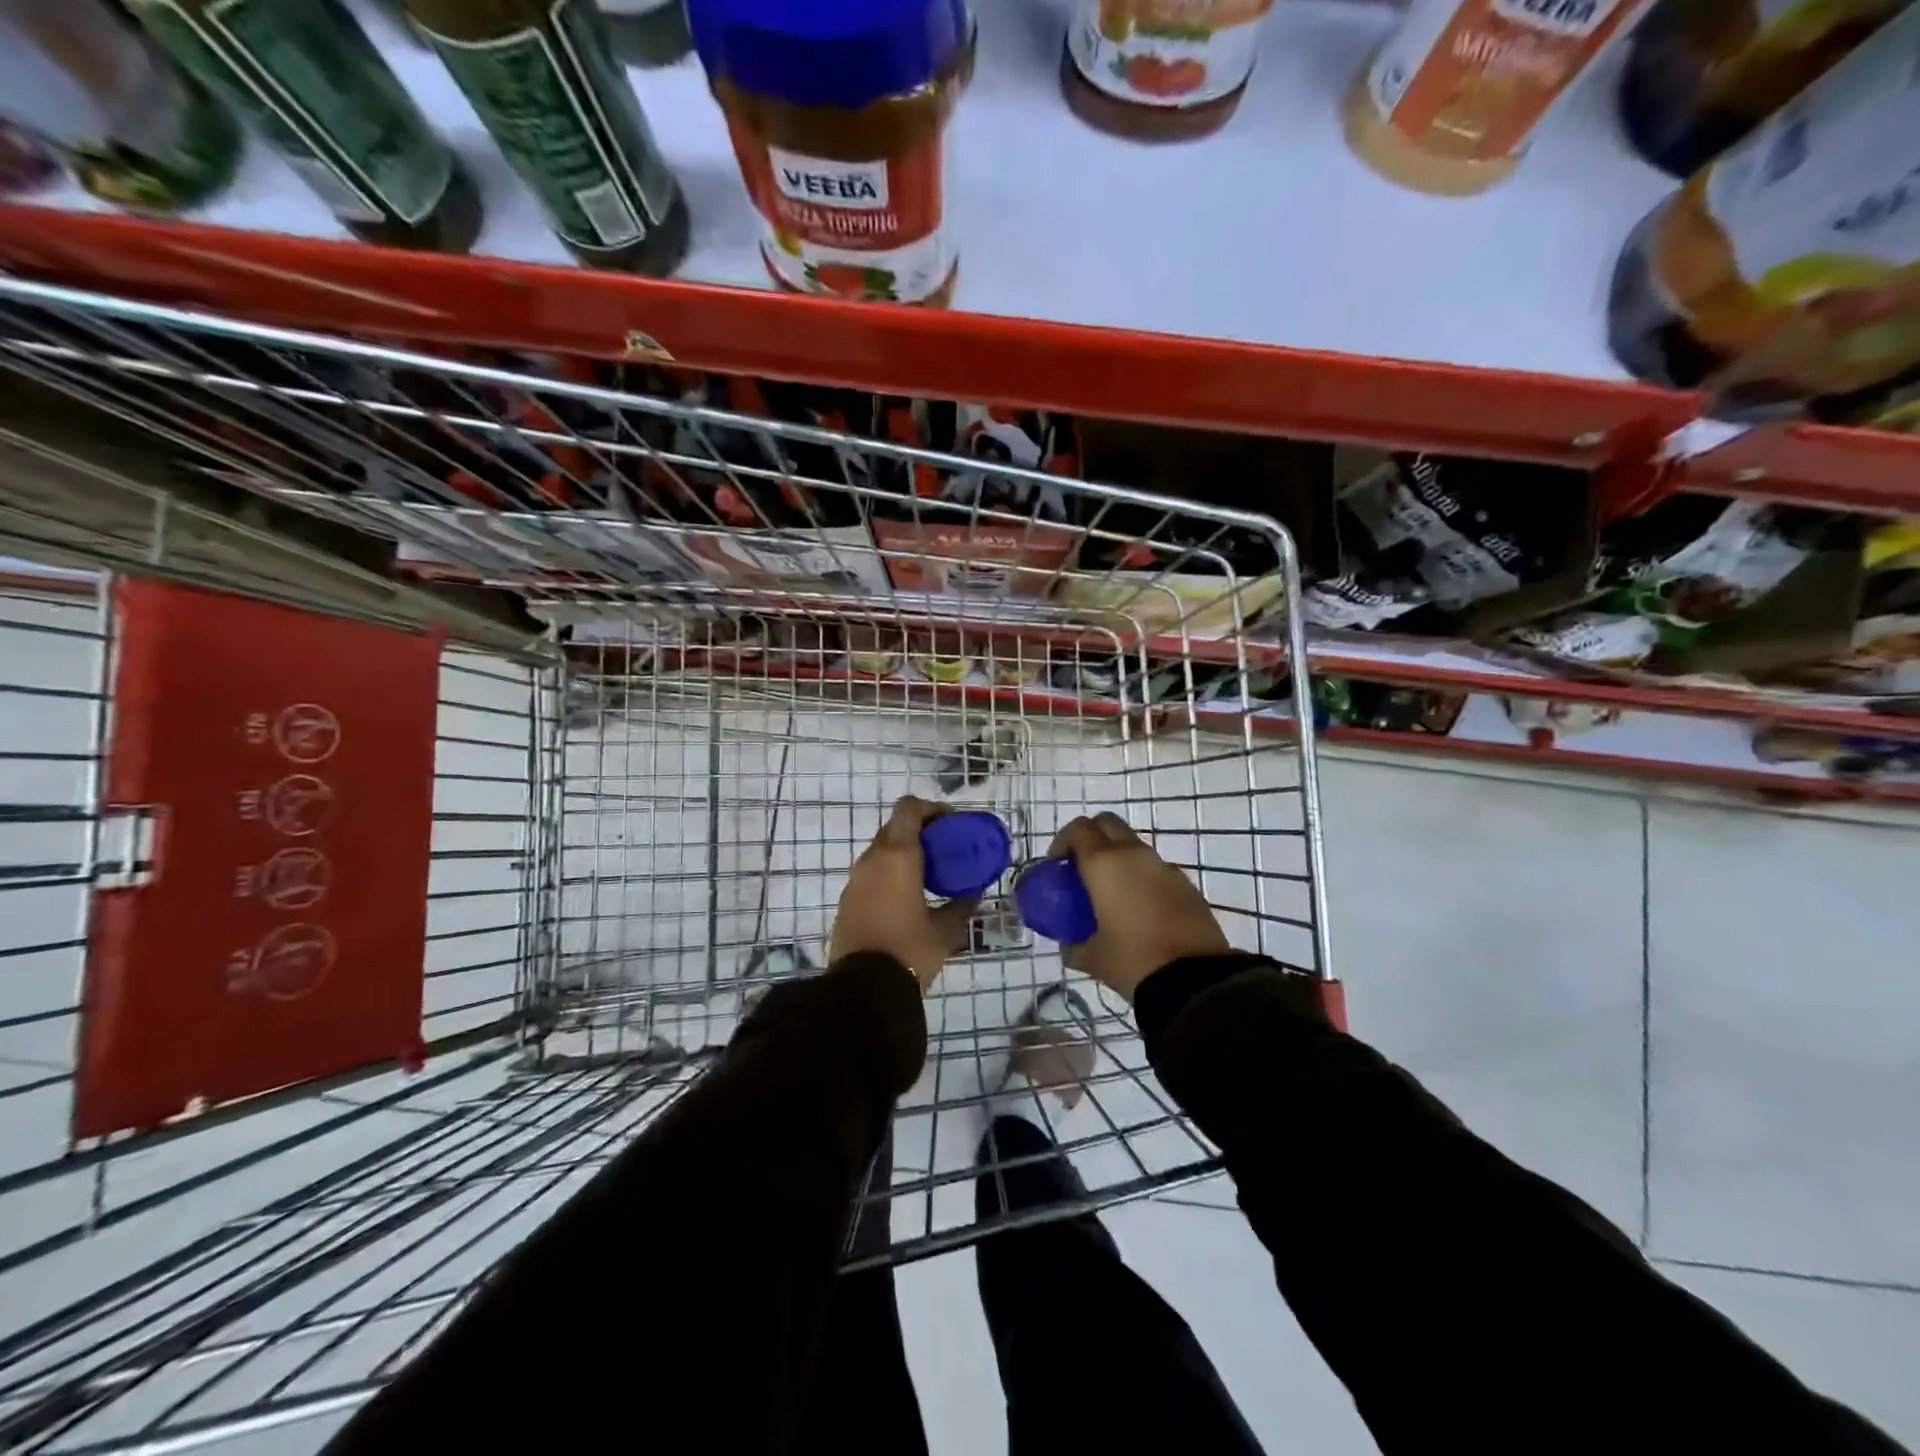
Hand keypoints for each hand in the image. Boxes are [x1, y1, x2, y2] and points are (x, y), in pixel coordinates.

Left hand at [830, 796, 977, 991]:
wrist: (863, 989)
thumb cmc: (910, 950)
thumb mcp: (946, 930)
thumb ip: (963, 906)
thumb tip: (975, 894)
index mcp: (897, 855)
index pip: (909, 808)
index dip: (931, 809)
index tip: (950, 824)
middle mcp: (872, 859)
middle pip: (894, 827)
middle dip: (919, 832)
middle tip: (944, 850)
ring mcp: (855, 880)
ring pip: (880, 851)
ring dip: (903, 854)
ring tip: (928, 876)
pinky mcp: (846, 901)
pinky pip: (871, 874)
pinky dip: (889, 874)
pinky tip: (906, 898)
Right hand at [1045, 813, 1228, 1001]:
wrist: (1194, 981)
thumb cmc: (1132, 960)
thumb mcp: (1091, 957)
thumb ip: (1073, 945)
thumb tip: (1069, 944)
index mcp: (1104, 864)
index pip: (1079, 829)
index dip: (1063, 841)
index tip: (1057, 865)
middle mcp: (1135, 855)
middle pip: (1108, 824)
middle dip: (1092, 838)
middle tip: (1082, 869)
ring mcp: (1165, 867)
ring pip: (1135, 846)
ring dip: (1119, 859)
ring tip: (1112, 894)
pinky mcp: (1187, 885)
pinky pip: (1156, 870)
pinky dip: (1143, 878)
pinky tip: (1141, 911)